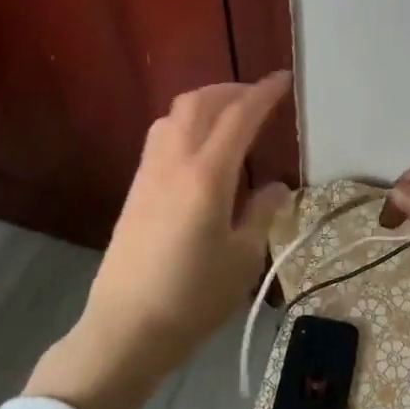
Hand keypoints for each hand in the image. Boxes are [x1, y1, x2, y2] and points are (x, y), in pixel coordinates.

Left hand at [26, 73, 291, 408]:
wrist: (125, 329)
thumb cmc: (192, 298)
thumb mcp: (242, 258)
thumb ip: (262, 214)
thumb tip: (277, 187)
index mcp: (207, 175)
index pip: (239, 117)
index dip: (264, 93)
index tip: (284, 80)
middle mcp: (174, 162)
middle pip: (199, 102)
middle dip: (231, 90)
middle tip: (258, 98)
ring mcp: (149, 173)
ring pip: (175, 114)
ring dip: (205, 103)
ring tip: (230, 118)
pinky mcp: (135, 189)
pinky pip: (161, 135)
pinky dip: (186, 123)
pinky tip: (200, 148)